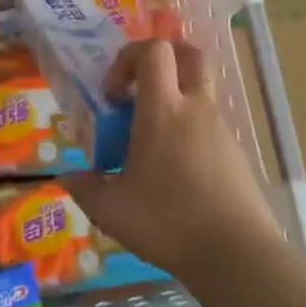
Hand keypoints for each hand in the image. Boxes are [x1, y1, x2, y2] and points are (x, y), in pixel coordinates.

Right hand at [62, 39, 283, 284]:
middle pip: (189, 54)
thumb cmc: (168, 221)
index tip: (114, 95)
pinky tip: (176, 173)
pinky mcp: (236, 154)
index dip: (128, 59)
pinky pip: (210, 125)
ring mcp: (221, 130)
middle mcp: (196, 109)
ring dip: (176, 100)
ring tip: (152, 143)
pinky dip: (190, 132)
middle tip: (140, 88)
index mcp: (163, 110)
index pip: (153, 51)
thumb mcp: (112, 209)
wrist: (236, 255)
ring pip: (201, 91)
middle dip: (163, 60)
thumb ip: (86, 188)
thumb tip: (69, 178)